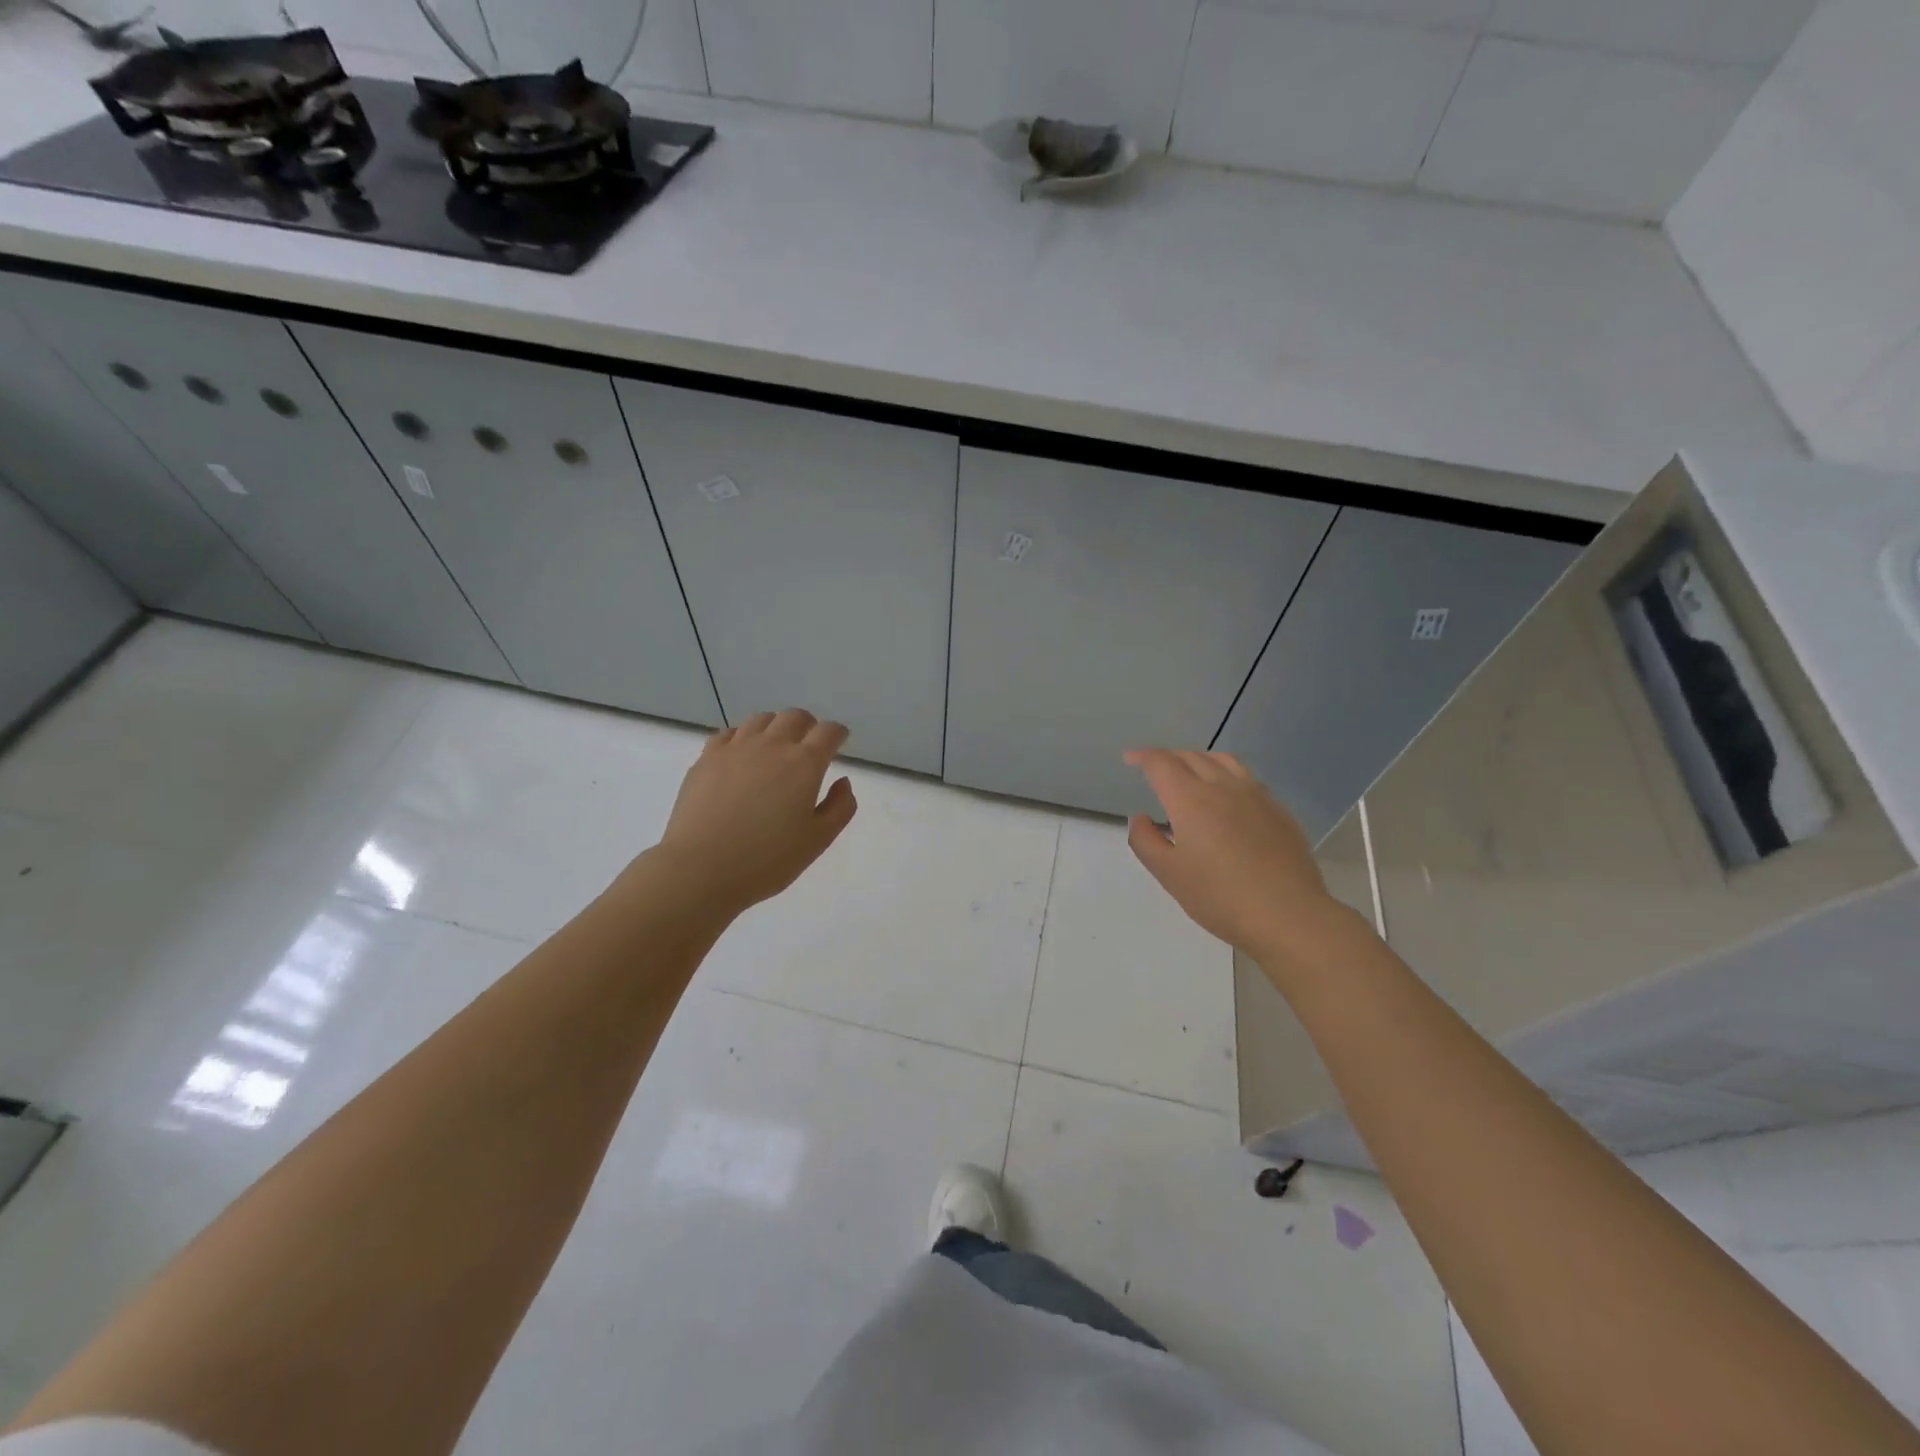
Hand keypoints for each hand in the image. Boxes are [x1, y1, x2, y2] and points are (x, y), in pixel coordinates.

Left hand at [657, 709, 857, 917]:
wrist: (702, 868)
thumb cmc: (768, 859)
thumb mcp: (818, 840)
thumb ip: (840, 807)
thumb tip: (842, 781)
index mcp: (804, 763)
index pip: (828, 732)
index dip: (838, 734)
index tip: (839, 742)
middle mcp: (772, 745)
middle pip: (795, 717)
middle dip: (808, 725)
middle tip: (809, 743)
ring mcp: (736, 748)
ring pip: (762, 719)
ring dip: (776, 727)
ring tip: (776, 746)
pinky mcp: (707, 758)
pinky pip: (729, 733)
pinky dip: (743, 737)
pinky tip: (741, 755)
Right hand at [1124, 749, 1353, 960]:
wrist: (1288, 915)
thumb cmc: (1220, 897)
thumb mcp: (1168, 874)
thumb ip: (1146, 841)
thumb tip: (1142, 818)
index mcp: (1190, 799)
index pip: (1162, 763)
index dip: (1142, 756)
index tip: (1130, 759)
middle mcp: (1223, 787)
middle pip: (1192, 757)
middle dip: (1169, 757)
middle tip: (1156, 770)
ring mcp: (1256, 796)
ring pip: (1224, 761)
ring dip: (1200, 760)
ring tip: (1191, 772)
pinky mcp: (1279, 811)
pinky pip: (1248, 779)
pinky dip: (1227, 775)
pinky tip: (1228, 797)